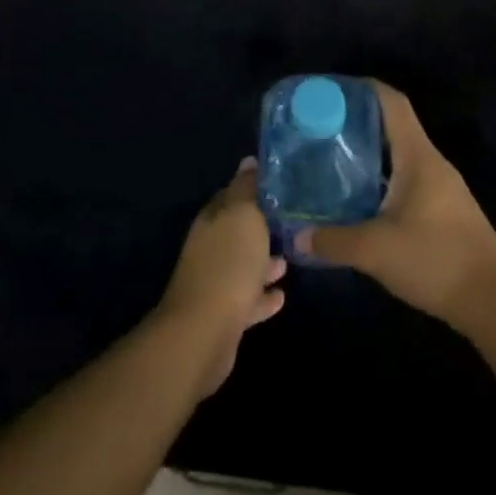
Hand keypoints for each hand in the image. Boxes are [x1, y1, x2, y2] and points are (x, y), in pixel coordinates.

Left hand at [156, 159, 286, 397]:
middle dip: (261, 226)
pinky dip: (263, 295)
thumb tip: (248, 161)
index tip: (279, 185)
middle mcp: (210, 247)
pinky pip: (248, 299)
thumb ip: (246, 188)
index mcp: (212, 219)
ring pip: (243, 265)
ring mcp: (215, 282)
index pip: (231, 194)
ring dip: (264, 262)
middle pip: (238, 231)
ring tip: (289, 259)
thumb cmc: (228, 264)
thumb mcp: (243, 216)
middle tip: (291, 222)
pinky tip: (281, 296)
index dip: (252, 188)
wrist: (204, 333)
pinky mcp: (224, 316)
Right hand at [297, 82, 495, 335]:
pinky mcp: (442, 210)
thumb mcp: (376, 251)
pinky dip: (381, 179)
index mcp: (418, 156)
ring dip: (369, 153)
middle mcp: (430, 163)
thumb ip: (334, 241)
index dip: (363, 89)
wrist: (494, 301)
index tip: (331, 91)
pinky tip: (359, 200)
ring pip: (400, 155)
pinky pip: (406, 179)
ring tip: (332, 161)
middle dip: (358, 123)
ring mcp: (440, 187)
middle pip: (393, 126)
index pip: (392, 102)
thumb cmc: (436, 259)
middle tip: (320, 130)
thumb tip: (296, 237)